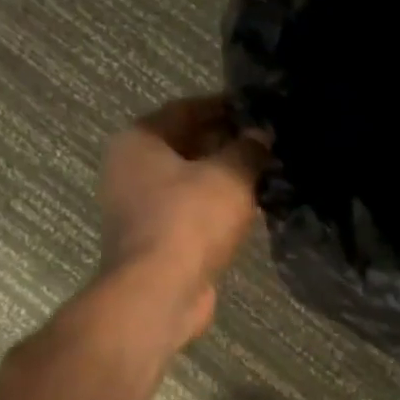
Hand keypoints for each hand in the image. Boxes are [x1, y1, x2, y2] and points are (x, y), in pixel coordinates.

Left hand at [98, 95, 269, 346]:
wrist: (159, 293)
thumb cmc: (189, 219)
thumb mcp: (230, 174)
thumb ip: (249, 148)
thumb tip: (261, 135)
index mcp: (139, 140)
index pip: (187, 109)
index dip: (225, 106)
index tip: (260, 108)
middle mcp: (130, 168)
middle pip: (186, 143)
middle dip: (227, 141)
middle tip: (269, 141)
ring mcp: (139, 206)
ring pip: (190, 179)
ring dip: (224, 175)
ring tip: (267, 170)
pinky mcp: (155, 237)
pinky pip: (191, 209)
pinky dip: (217, 204)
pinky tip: (251, 205)